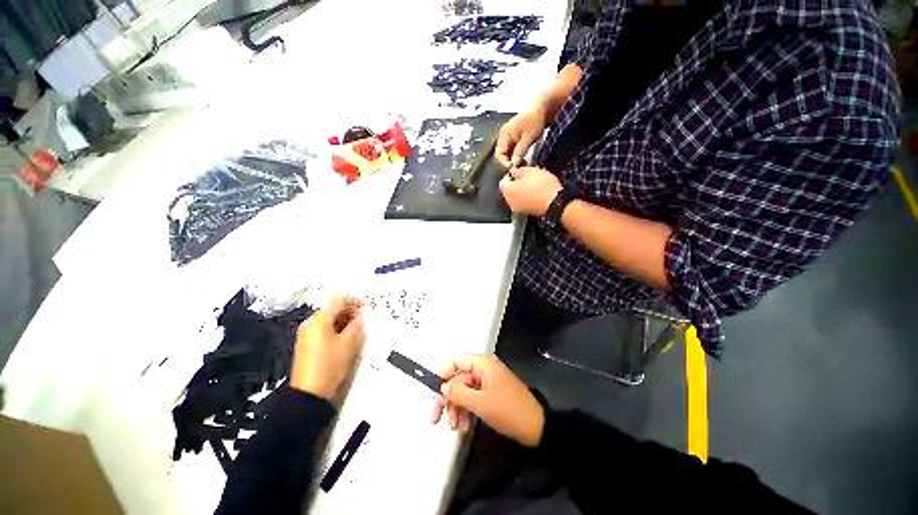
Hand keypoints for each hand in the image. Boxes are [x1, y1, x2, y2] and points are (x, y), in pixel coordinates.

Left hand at [290, 296, 364, 399]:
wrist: (309, 396)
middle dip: (352, 312)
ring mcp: (307, 335)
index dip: (357, 301)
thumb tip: (364, 313)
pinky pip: (325, 329)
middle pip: (334, 308)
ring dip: (346, 321)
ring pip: (330, 319)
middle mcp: (310, 324)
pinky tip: (347, 341)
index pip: (340, 299)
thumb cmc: (330, 366)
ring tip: (358, 332)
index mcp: (318, 320)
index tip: (370, 308)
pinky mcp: (308, 345)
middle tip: (365, 321)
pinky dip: (338, 330)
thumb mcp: (349, 343)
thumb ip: (358, 324)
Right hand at [431, 355, 544, 447]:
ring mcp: (487, 382)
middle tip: (435, 417)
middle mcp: (483, 369)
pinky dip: (466, 411)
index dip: (441, 375)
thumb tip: (442, 386)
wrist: (536, 427)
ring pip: (463, 391)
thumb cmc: (509, 411)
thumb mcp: (480, 403)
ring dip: (456, 408)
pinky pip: (472, 398)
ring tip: (456, 426)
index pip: (455, 362)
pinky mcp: (490, 393)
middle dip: (447, 398)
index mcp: (482, 364)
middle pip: (457, 378)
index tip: (433, 393)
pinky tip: (465, 426)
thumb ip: (458, 393)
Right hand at [495, 104, 549, 167]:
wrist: (543, 108)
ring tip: (522, 165)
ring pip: (507, 153)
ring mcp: (509, 137)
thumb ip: (519, 152)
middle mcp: (504, 136)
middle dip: (509, 162)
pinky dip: (516, 155)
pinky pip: (512, 150)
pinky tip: (523, 159)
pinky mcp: (515, 138)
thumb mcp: (528, 138)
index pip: (499, 153)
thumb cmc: (535, 121)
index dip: (505, 162)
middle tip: (519, 168)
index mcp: (504, 135)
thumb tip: (514, 164)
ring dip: (513, 160)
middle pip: (502, 154)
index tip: (513, 168)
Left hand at [499, 166, 561, 216]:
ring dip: (521, 191)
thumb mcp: (530, 171)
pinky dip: (526, 198)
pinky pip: (523, 203)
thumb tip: (513, 172)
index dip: (509, 175)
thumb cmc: (541, 185)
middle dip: (515, 183)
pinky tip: (535, 193)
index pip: (502, 182)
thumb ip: (518, 171)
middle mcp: (509, 202)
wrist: (555, 203)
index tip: (517, 170)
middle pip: (509, 191)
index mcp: (508, 191)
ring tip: (532, 184)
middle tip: (525, 177)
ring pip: (515, 197)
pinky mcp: (526, 213)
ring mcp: (518, 209)